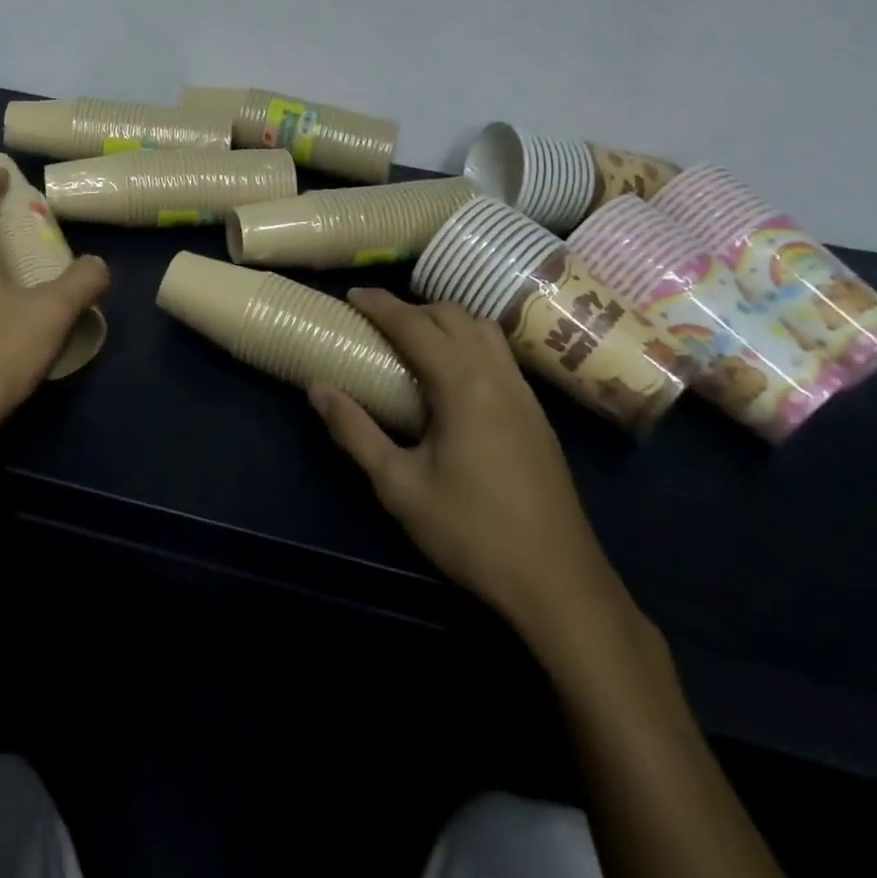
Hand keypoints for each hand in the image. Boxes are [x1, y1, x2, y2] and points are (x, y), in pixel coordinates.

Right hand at [308, 290, 624, 644]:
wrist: (559, 583)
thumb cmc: (472, 533)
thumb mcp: (399, 486)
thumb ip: (355, 432)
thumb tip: (317, 389)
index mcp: (463, 385)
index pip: (416, 325)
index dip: (381, 305)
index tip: (352, 295)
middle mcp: (498, 376)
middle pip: (454, 316)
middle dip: (412, 307)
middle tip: (377, 321)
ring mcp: (524, 393)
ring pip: (483, 330)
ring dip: (445, 321)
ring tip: (414, 339)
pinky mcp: (537, 414)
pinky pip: (499, 353)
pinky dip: (469, 341)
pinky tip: (453, 373)